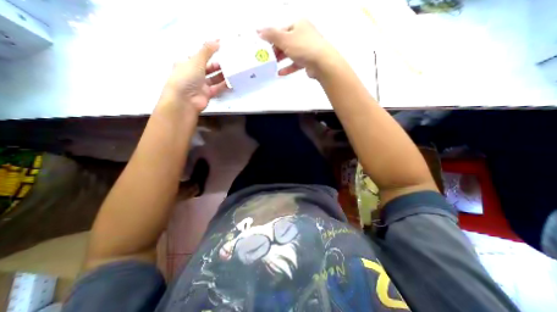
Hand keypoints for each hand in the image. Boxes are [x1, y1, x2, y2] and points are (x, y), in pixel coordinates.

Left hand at [159, 41, 229, 112]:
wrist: (185, 100)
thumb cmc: (186, 77)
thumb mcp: (196, 60)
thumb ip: (207, 51)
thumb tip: (217, 40)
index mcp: (187, 63)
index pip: (199, 56)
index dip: (208, 52)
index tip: (220, 49)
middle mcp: (193, 74)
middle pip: (207, 68)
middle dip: (217, 65)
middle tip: (228, 61)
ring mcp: (200, 85)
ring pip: (213, 78)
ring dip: (222, 75)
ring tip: (232, 70)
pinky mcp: (207, 94)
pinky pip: (217, 88)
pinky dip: (224, 86)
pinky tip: (231, 82)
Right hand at [260, 19, 339, 77]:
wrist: (322, 62)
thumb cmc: (303, 47)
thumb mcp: (285, 39)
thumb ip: (271, 35)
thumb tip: (259, 31)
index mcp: (298, 24)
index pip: (281, 30)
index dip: (272, 38)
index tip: (264, 47)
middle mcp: (303, 34)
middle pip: (286, 42)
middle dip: (276, 50)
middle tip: (267, 58)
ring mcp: (307, 48)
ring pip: (290, 53)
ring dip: (281, 60)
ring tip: (272, 66)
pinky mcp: (308, 61)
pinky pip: (295, 63)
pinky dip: (288, 68)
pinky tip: (280, 73)